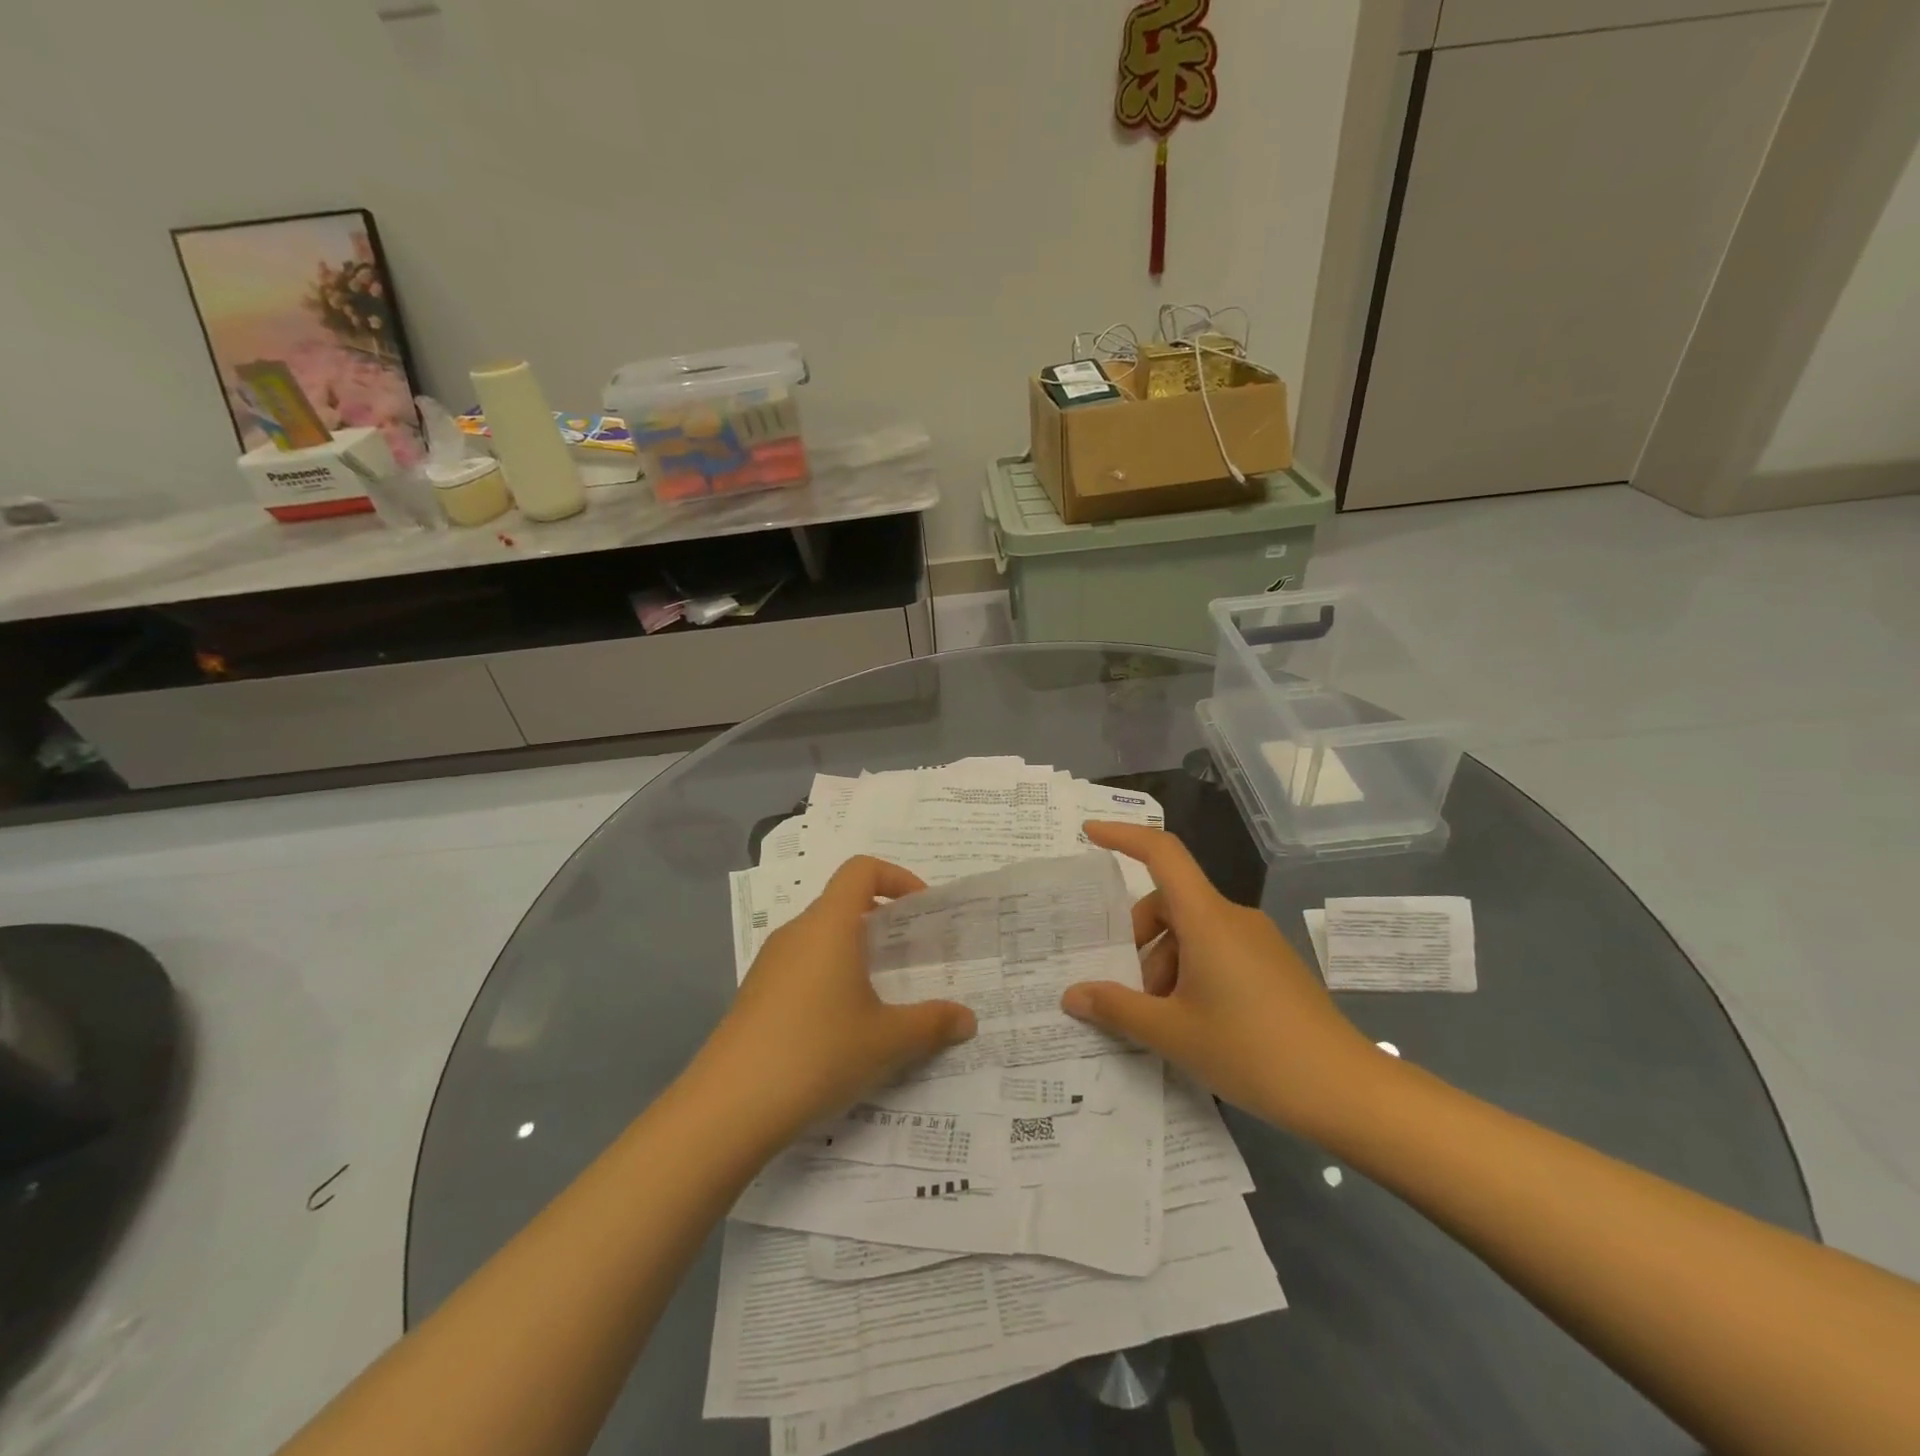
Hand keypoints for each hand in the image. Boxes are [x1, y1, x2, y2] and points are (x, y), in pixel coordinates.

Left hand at [694, 856, 975, 1143]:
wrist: (728, 1107)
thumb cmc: (818, 1052)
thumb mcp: (887, 1041)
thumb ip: (932, 1024)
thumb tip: (968, 1019)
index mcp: (829, 924)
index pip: (861, 870)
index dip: (896, 877)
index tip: (921, 910)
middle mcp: (797, 932)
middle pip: (842, 902)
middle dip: (881, 921)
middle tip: (912, 955)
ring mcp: (770, 964)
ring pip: (821, 938)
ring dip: (854, 952)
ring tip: (883, 994)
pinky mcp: (755, 995)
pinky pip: (802, 967)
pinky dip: (829, 977)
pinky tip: (842, 1027)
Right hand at [1062, 822, 1380, 1135]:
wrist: (1347, 1091)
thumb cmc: (1252, 1052)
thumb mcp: (1172, 1033)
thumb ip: (1116, 1008)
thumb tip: (1072, 994)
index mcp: (1207, 919)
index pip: (1161, 853)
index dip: (1123, 836)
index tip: (1090, 832)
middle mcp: (1233, 918)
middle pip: (1169, 903)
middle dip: (1139, 941)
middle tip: (1131, 994)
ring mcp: (1258, 941)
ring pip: (1192, 933)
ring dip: (1165, 965)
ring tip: (1165, 1021)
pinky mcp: (1274, 965)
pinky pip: (1218, 950)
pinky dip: (1193, 973)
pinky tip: (1196, 1024)